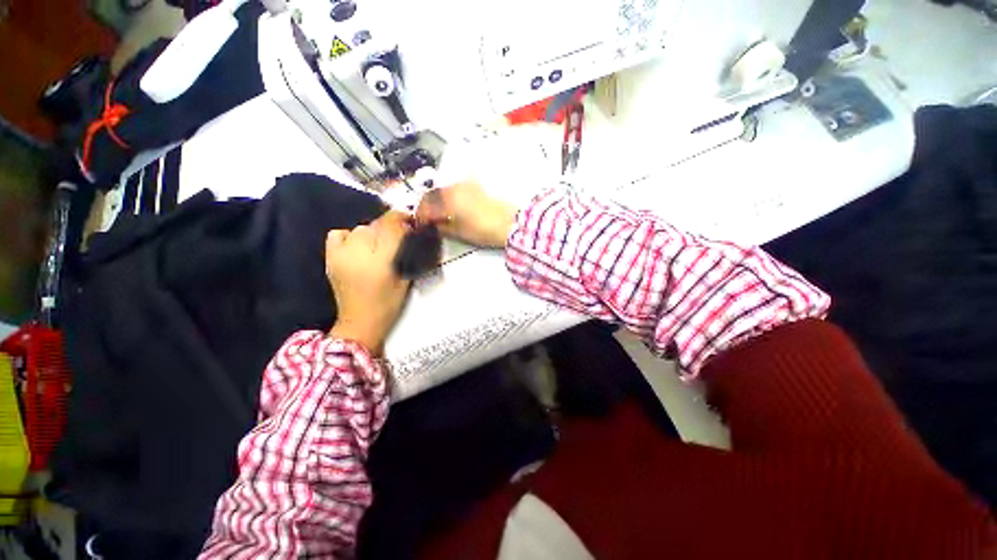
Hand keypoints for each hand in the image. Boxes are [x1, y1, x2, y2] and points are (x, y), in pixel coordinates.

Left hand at [326, 212, 411, 353]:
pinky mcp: (330, 258)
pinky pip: (338, 234)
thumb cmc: (389, 303)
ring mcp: (341, 255)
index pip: (391, 229)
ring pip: (359, 229)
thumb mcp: (405, 279)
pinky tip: (357, 245)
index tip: (410, 219)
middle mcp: (359, 254)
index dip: (402, 219)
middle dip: (389, 227)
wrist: (360, 322)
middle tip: (397, 236)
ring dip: (372, 232)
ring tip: (378, 244)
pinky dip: (349, 235)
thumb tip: (407, 232)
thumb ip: (406, 254)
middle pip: (376, 226)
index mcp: (381, 262)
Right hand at [415, 181, 517, 247]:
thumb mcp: (461, 233)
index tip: (420, 223)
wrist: (510, 222)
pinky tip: (452, 205)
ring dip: (438, 200)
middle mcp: (454, 187)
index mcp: (448, 200)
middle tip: (427, 217)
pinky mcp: (476, 184)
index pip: (426, 206)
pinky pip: (455, 188)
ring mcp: (466, 184)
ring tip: (439, 212)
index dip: (421, 216)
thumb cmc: (484, 230)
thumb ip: (444, 228)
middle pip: (433, 194)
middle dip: (427, 206)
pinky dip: (449, 195)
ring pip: (444, 189)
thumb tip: (434, 225)